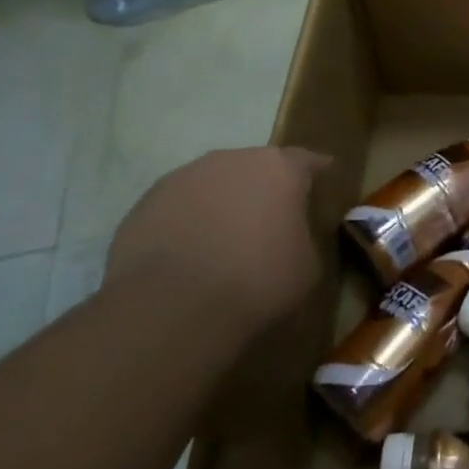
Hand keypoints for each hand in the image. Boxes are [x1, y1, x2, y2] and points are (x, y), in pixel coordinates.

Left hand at [106, 146, 330, 332]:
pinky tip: (187, 255)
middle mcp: (232, 159)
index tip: (323, 178)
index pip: (307, 160)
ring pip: (213, 185)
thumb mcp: (307, 265)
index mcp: (280, 168)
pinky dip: (186, 223)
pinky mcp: (145, 203)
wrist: (170, 309)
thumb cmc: (256, 282)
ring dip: (221, 204)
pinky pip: (178, 208)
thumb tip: (291, 235)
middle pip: (255, 168)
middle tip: (267, 221)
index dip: (316, 171)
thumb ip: (304, 237)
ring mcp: (184, 177)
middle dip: (263, 189)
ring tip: (222, 240)